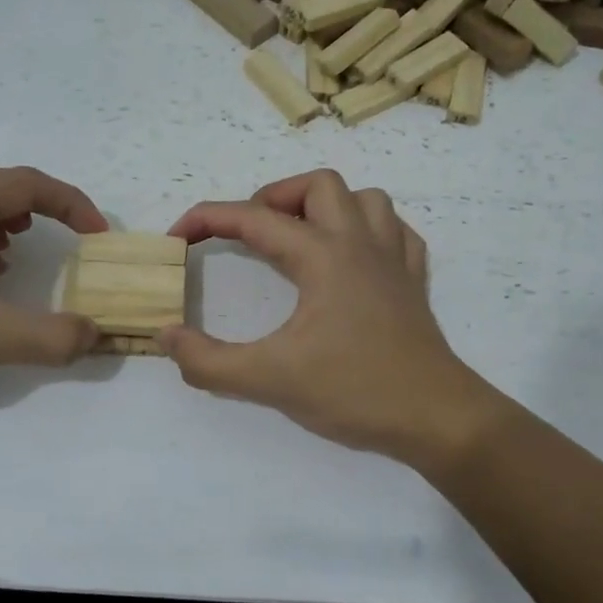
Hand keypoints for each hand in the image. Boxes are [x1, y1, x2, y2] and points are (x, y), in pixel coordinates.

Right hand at [160, 170, 494, 463]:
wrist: (435, 417)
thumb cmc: (354, 391)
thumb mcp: (269, 380)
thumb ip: (209, 361)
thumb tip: (167, 337)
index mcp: (323, 256)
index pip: (253, 219)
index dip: (207, 219)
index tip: (178, 236)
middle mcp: (360, 244)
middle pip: (318, 185)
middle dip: (275, 198)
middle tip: (251, 235)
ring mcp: (394, 261)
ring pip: (365, 200)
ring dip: (328, 208)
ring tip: (301, 240)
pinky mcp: (414, 284)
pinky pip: (396, 233)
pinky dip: (370, 232)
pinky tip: (354, 259)